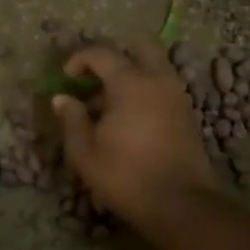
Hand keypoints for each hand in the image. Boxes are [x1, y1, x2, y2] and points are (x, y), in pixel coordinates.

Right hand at [51, 38, 216, 232]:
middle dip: (116, 54)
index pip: (102, 53)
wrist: (180, 204)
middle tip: (96, 76)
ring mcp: (177, 96)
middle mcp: (158, 80)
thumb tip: (62, 99)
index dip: (79, 59)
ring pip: (154, 67)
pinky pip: (162, 87)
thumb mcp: (85, 152)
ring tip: (107, 104)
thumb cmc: (126, 175)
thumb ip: (72, 119)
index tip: (66, 76)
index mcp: (130, 82)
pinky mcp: (186, 114)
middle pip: (141, 45)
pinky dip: (144, 91)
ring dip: (131, 74)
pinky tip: (127, 119)